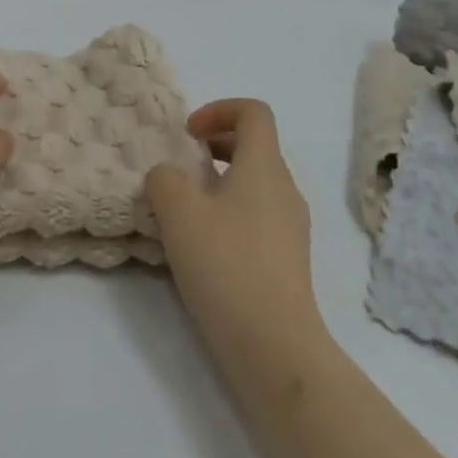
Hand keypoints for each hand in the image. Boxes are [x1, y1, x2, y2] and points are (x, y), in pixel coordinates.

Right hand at [146, 100, 327, 365]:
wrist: (275, 348)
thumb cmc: (227, 266)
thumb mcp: (179, 213)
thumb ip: (164, 179)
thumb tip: (168, 176)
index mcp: (264, 166)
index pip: (253, 112)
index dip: (219, 109)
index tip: (188, 134)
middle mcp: (285, 189)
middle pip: (255, 145)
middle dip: (216, 145)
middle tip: (182, 167)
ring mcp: (292, 227)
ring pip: (256, 183)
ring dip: (221, 182)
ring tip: (187, 210)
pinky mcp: (289, 260)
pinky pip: (259, 216)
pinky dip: (231, 213)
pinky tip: (205, 247)